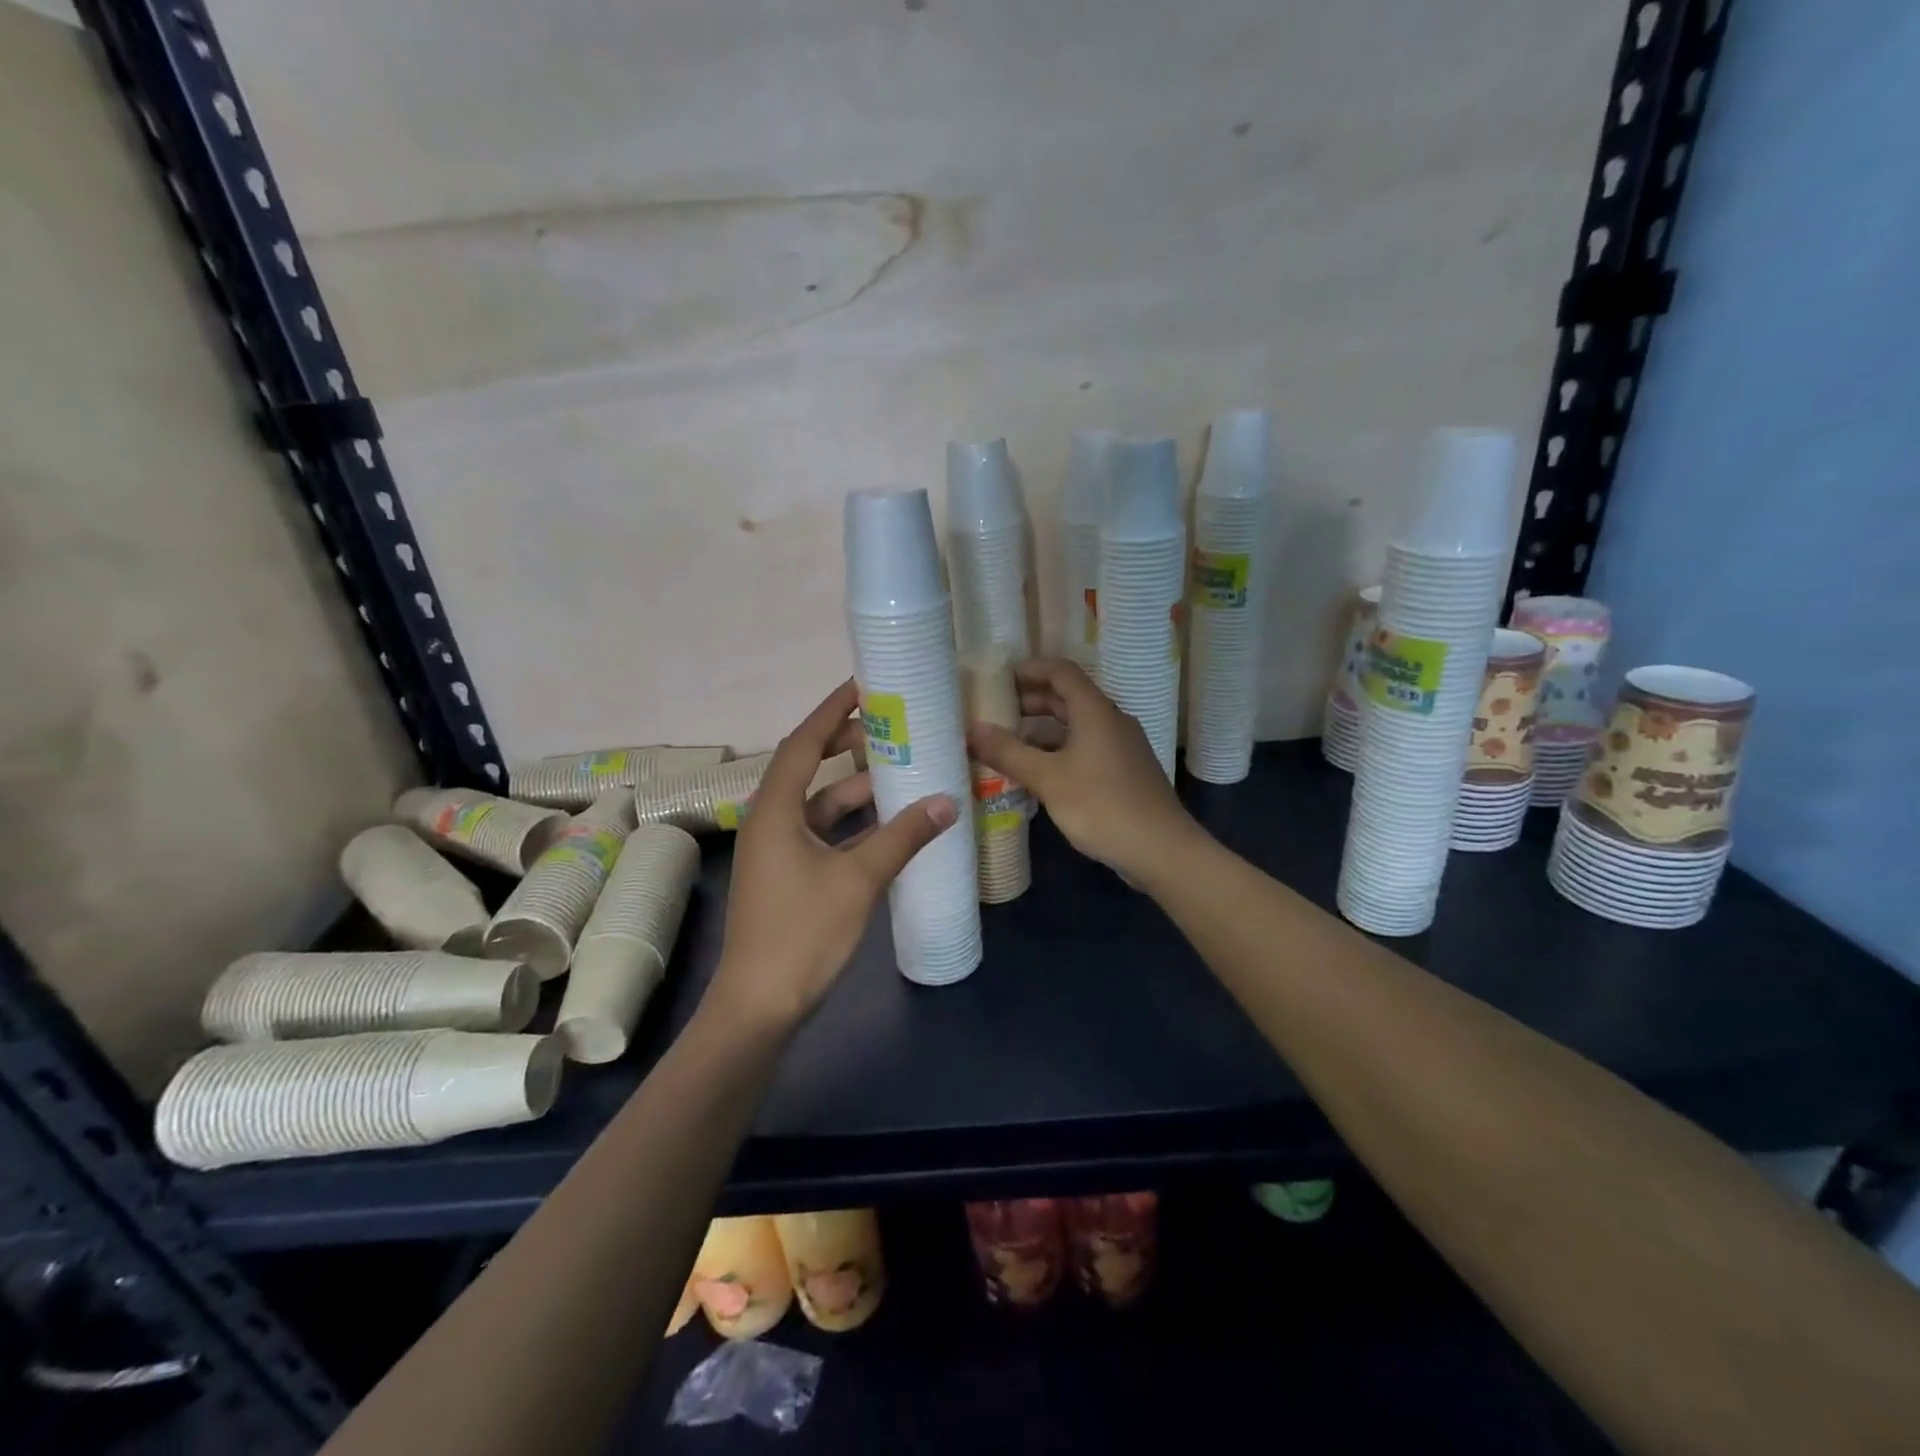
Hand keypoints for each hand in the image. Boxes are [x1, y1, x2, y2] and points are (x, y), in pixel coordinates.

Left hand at [708, 680, 957, 1029]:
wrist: (759, 1006)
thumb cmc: (801, 934)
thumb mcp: (858, 880)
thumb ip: (903, 837)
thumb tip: (947, 801)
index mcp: (775, 810)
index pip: (803, 742)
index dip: (832, 710)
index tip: (864, 685)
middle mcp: (771, 820)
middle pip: (809, 767)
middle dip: (847, 744)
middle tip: (890, 726)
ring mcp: (778, 850)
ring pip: (820, 804)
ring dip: (856, 788)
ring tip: (901, 771)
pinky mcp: (788, 875)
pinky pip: (823, 833)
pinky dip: (853, 824)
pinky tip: (889, 825)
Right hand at [968, 658, 1198, 883]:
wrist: (1161, 849)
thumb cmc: (1101, 805)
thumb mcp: (1047, 779)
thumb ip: (1008, 752)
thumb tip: (971, 729)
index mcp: (1095, 711)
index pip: (1062, 672)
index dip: (1030, 670)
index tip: (1000, 679)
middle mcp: (1111, 721)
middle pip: (1069, 698)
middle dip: (1032, 702)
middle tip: (997, 713)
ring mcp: (1121, 748)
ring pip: (1077, 727)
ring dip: (1043, 731)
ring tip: (1009, 747)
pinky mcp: (1124, 772)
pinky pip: (1086, 749)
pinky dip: (1059, 752)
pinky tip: (1039, 775)